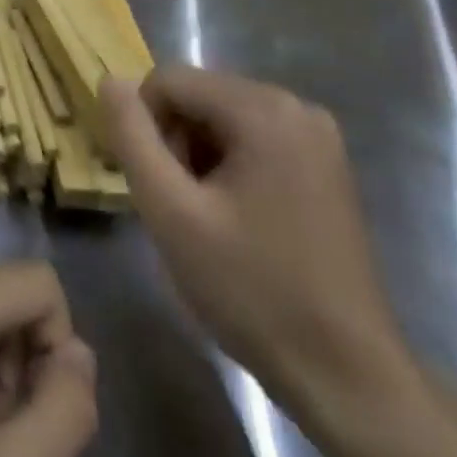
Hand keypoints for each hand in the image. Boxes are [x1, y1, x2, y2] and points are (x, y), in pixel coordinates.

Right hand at [101, 67, 411, 423]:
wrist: (346, 376)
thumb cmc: (251, 290)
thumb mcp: (170, 212)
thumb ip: (132, 137)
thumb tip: (110, 80)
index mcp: (263, 109)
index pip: (168, 80)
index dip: (145, 127)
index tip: (156, 187)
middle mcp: (295, 106)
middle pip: (198, 96)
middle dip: (175, 143)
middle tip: (181, 209)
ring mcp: (317, 136)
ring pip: (222, 119)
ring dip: (199, 157)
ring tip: (208, 220)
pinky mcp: (326, 166)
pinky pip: (254, 140)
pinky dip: (230, 168)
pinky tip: (237, 221)